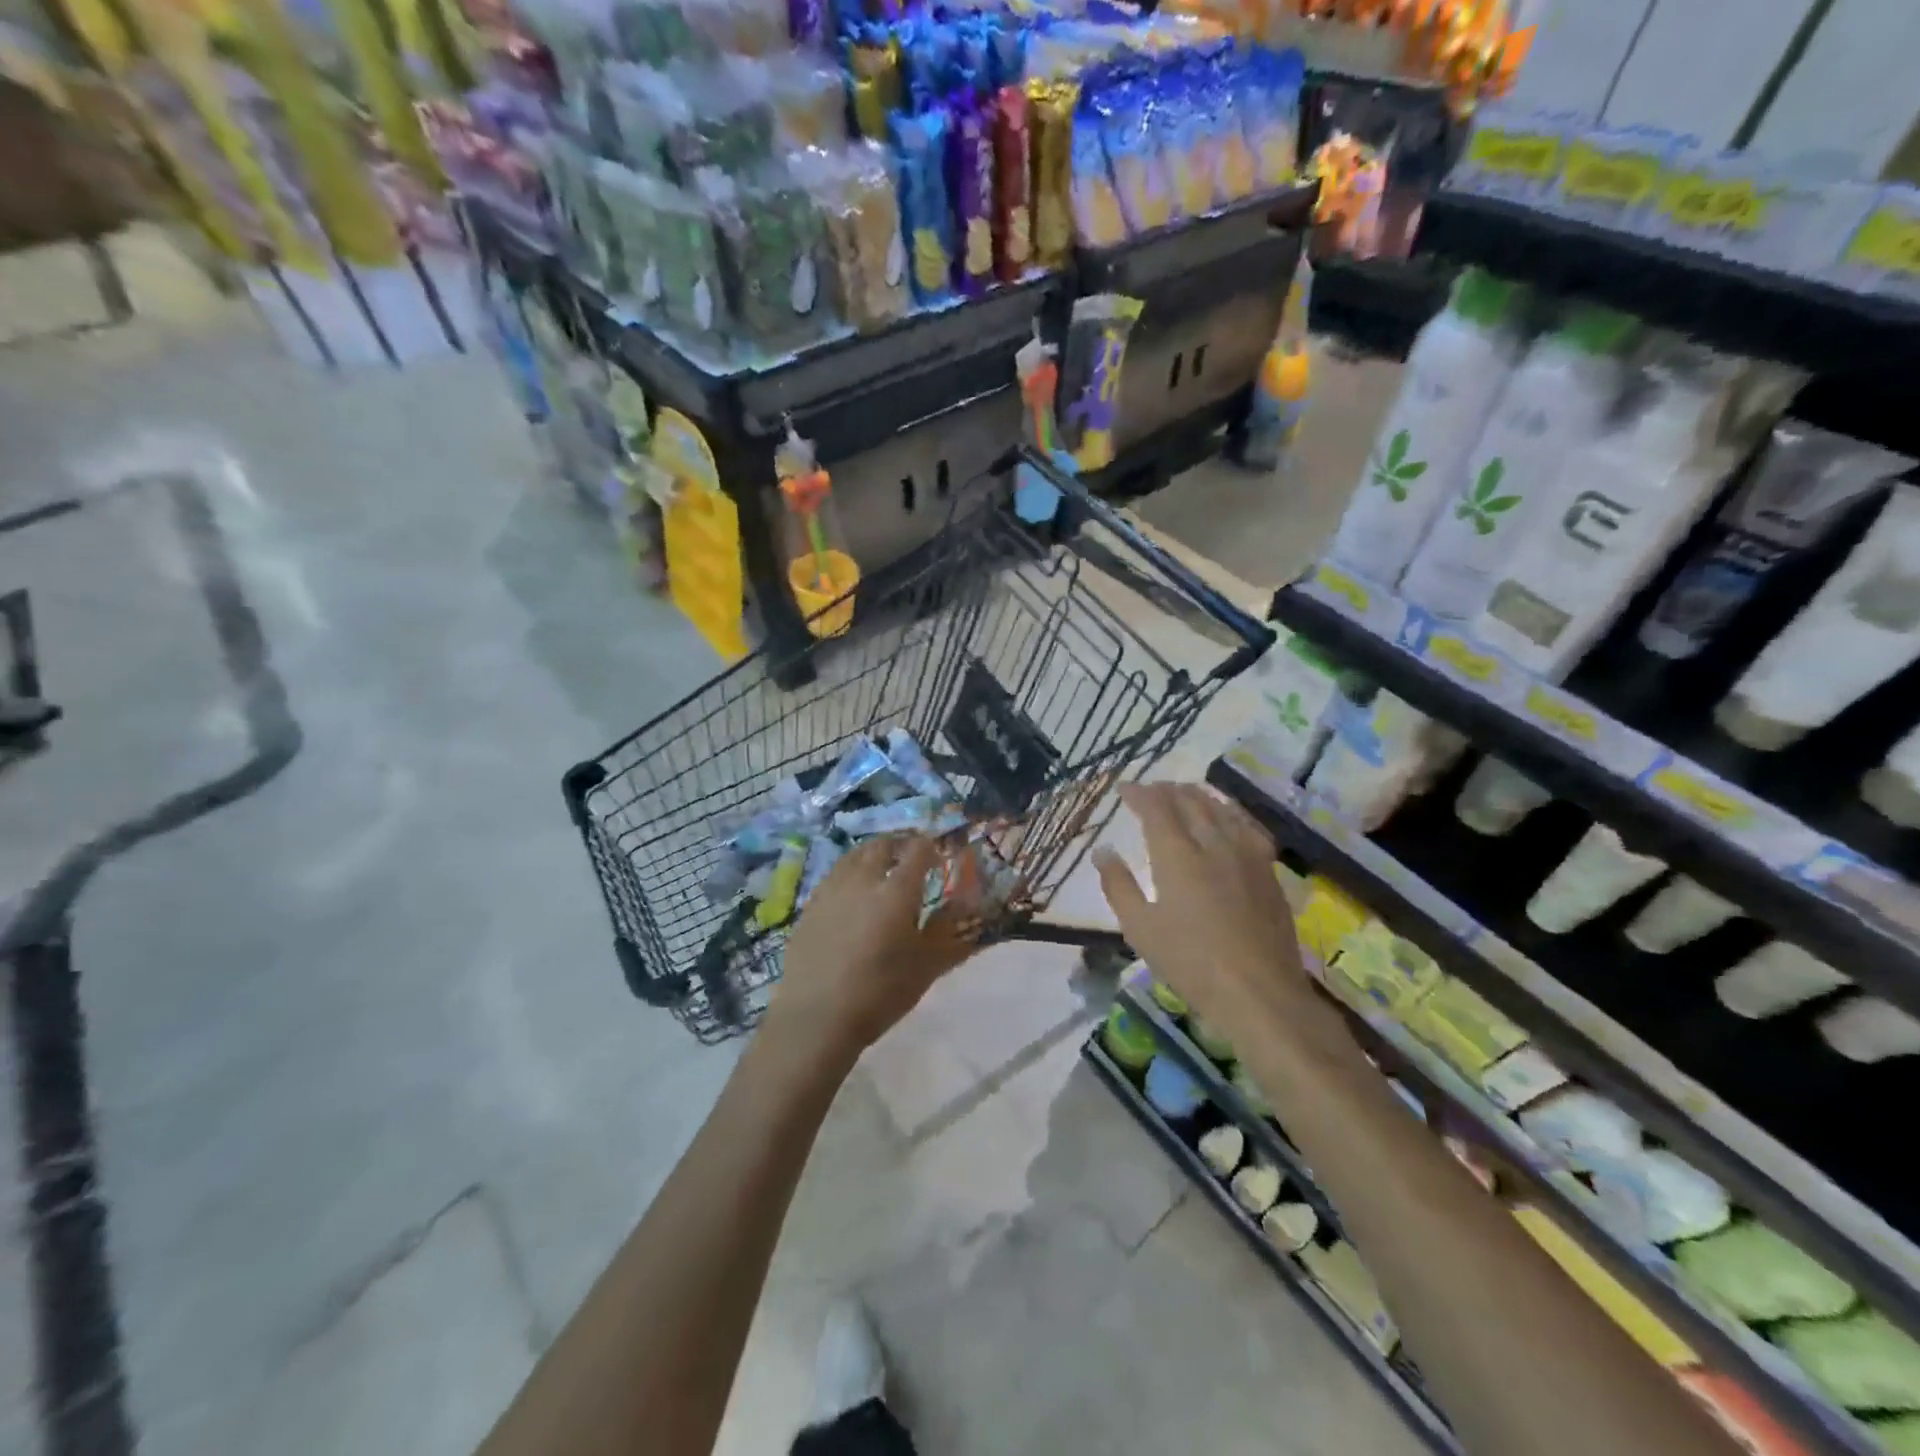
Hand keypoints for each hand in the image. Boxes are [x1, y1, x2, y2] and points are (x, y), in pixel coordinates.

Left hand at [771, 835, 981, 1060]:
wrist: (817, 1016)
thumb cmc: (881, 991)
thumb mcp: (927, 965)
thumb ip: (948, 928)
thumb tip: (968, 903)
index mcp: (898, 890)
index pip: (918, 850)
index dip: (930, 847)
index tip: (938, 856)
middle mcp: (864, 879)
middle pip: (882, 845)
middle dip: (899, 844)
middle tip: (909, 856)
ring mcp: (833, 889)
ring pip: (854, 855)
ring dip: (872, 853)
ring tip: (880, 866)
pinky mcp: (811, 905)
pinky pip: (834, 875)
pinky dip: (849, 872)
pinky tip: (852, 891)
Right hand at [1095, 783, 1309, 1030]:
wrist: (1258, 991)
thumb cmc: (1190, 963)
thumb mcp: (1139, 928)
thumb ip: (1118, 885)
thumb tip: (1103, 851)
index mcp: (1177, 855)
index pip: (1156, 807)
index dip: (1139, 793)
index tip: (1124, 788)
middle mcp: (1212, 843)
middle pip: (1189, 801)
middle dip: (1166, 790)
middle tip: (1150, 791)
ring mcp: (1245, 854)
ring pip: (1220, 808)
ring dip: (1197, 795)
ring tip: (1183, 794)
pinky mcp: (1268, 869)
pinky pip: (1247, 825)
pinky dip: (1229, 811)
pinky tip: (1226, 818)